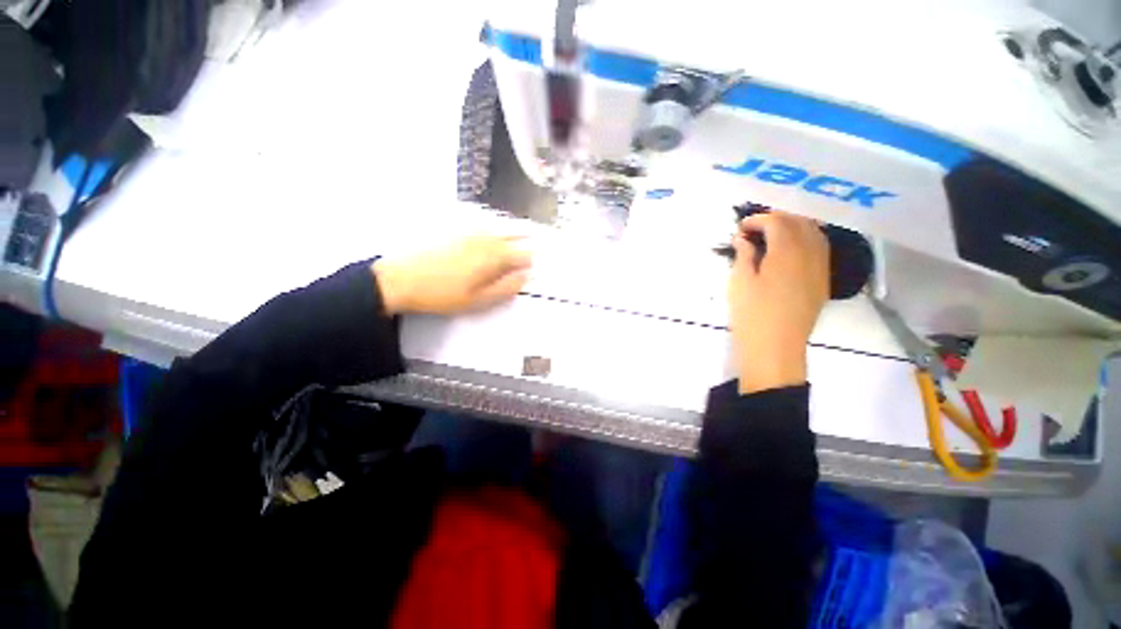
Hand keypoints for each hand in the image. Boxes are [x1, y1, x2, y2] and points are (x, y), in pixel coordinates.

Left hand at [372, 235, 531, 315]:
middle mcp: (485, 238)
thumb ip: (506, 287)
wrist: (400, 279)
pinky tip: (495, 229)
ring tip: (526, 230)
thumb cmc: (441, 294)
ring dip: (514, 228)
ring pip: (499, 226)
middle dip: (530, 236)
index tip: (544, 259)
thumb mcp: (478, 299)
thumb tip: (526, 276)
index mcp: (493, 257)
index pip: (524, 253)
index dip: (535, 257)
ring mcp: (469, 231)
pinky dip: (495, 226)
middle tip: (542, 237)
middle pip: (514, 233)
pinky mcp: (455, 229)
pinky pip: (483, 223)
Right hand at [728, 212, 828, 393]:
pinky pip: (819, 249)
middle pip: (800, 222)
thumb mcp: (740, 282)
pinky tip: (789, 250)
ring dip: (793, 227)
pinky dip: (805, 240)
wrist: (775, 347)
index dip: (758, 220)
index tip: (740, 228)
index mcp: (787, 251)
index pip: (777, 222)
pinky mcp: (822, 280)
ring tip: (772, 235)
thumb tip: (742, 238)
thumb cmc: (752, 313)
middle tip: (754, 228)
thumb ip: (743, 255)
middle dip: (777, 218)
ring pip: (814, 233)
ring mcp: (821, 267)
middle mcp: (811, 253)